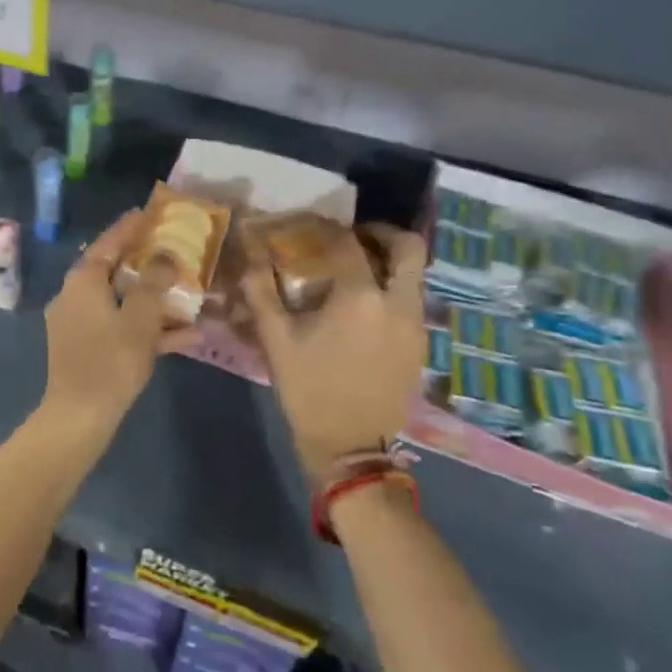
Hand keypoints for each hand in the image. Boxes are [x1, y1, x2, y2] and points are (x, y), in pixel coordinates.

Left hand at [42, 210, 197, 429]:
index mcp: (82, 281)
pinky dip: (146, 328)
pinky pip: (119, 327)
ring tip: (188, 294)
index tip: (147, 213)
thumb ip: (154, 281)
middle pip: (114, 271)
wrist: (79, 416)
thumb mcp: (140, 317)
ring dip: (154, 300)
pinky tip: (186, 337)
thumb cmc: (111, 359)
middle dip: (146, 264)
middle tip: (172, 250)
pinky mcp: (84, 348)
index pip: (108, 243)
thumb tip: (164, 254)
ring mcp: (77, 323)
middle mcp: (74, 296)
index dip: (129, 228)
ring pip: (120, 302)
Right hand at [243, 225, 427, 478]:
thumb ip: (262, 291)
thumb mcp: (276, 339)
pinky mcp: (420, 345)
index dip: (327, 228)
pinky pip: (412, 300)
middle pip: (408, 248)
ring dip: (389, 262)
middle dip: (381, 234)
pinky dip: (393, 288)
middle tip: (353, 237)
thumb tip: (251, 256)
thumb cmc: (309, 389)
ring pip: (414, 275)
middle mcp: (397, 303)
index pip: (348, 242)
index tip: (310, 225)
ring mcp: (415, 325)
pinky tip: (363, 306)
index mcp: (360, 297)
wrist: (351, 446)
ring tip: (355, 270)